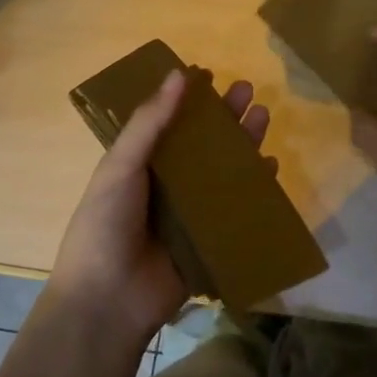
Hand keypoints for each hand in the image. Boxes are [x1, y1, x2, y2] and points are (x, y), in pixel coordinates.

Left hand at [47, 67, 271, 346]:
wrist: (108, 301)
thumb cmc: (106, 225)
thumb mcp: (121, 166)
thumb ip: (150, 123)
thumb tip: (178, 74)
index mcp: (139, 164)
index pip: (169, 122)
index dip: (189, 99)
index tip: (210, 74)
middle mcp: (166, 184)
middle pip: (203, 142)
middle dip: (225, 116)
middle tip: (248, 89)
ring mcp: (190, 213)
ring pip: (223, 170)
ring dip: (244, 143)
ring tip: (264, 116)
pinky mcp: (210, 240)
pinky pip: (237, 208)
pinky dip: (255, 188)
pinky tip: (271, 167)